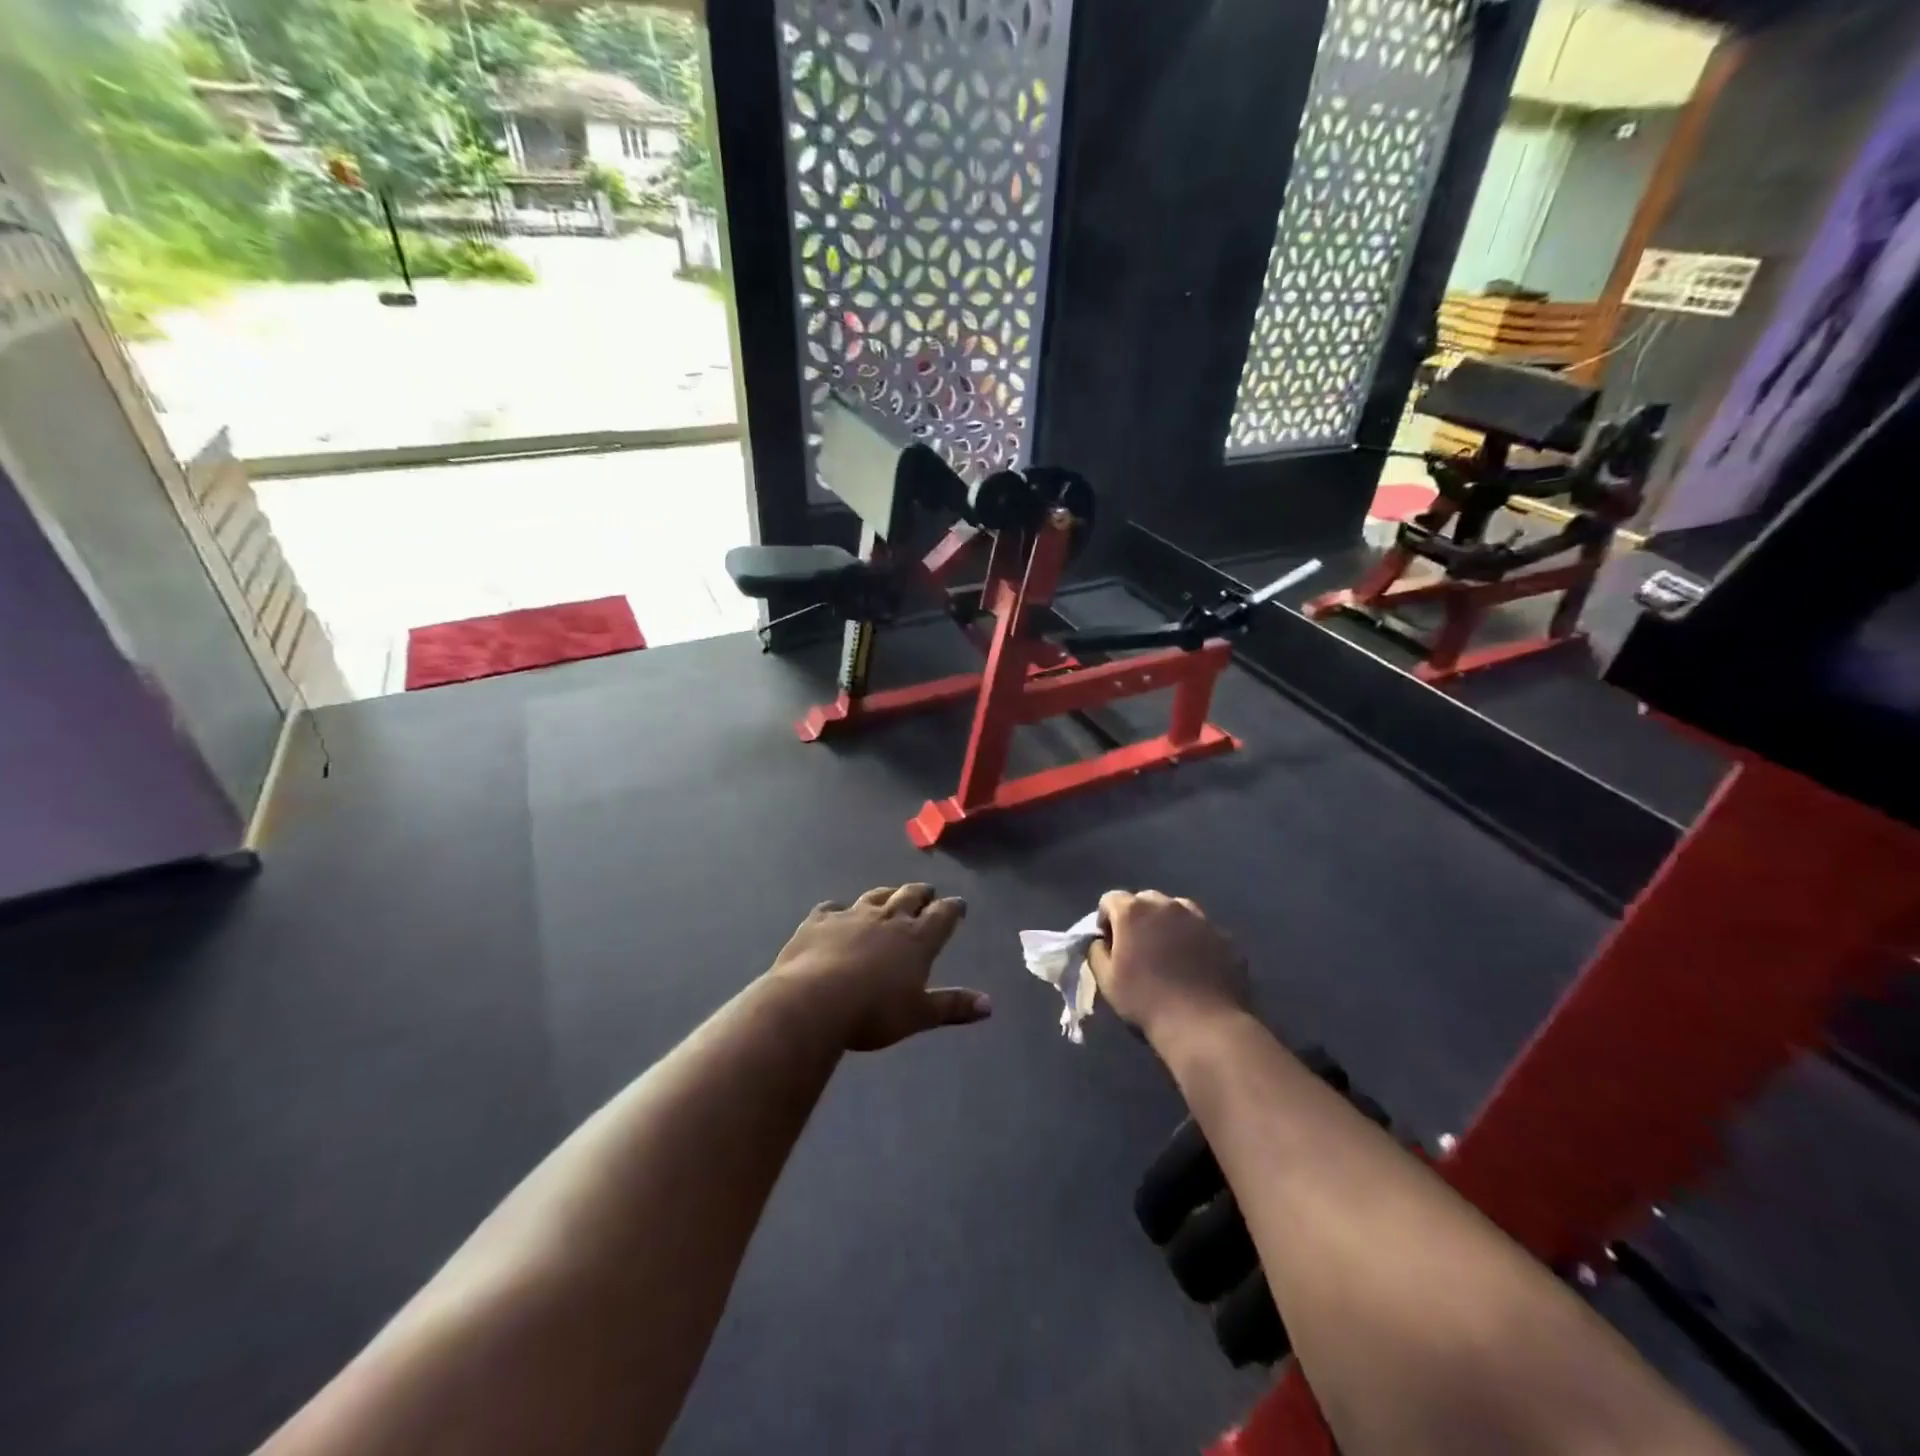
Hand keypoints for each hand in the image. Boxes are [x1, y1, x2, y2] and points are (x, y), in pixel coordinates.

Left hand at [770, 885, 990, 1050]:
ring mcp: (851, 915)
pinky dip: (837, 910)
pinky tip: (835, 912)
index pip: (942, 915)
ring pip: (874, 896)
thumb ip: (952, 1006)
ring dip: (886, 894)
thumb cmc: (874, 1011)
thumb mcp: (918, 1014)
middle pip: (909, 896)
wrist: (813, 1000)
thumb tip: (989, 1005)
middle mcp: (888, 918)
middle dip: (921, 893)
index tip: (959, 904)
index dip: (952, 908)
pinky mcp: (819, 921)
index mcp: (916, 938)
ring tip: (891, 894)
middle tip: (927, 892)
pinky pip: (831, 909)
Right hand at [1091, 890, 1248, 1042]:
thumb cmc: (1146, 1001)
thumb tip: (1101, 942)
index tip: (1109, 944)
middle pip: (1145, 900)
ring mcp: (1201, 919)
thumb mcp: (1106, 980)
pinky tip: (1197, 967)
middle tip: (1139, 948)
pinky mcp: (1225, 937)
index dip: (1106, 920)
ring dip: (1168, 924)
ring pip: (1178, 910)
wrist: (1204, 1025)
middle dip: (1138, 918)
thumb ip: (1096, 952)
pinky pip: (1203, 931)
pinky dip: (1196, 941)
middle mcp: (1168, 905)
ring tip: (1170, 954)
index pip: (1110, 899)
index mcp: (1134, 911)